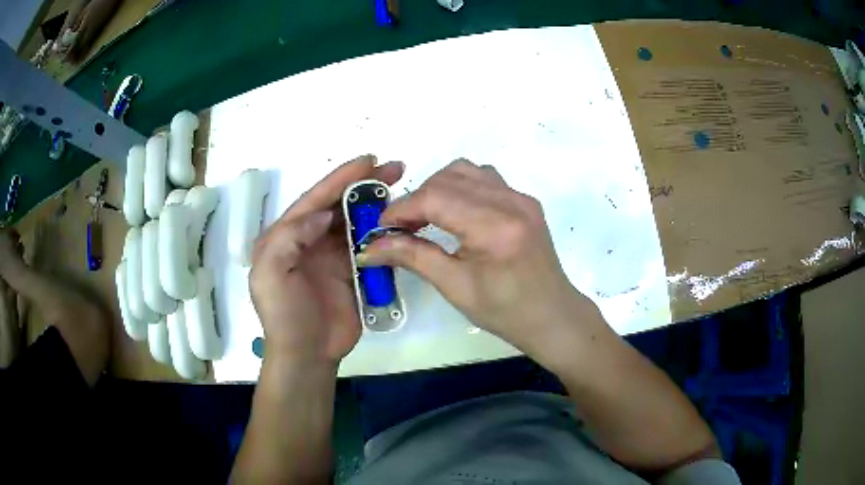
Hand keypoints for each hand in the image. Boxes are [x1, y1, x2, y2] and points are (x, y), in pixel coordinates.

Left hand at [249, 156, 403, 367]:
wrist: (307, 353)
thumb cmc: (284, 315)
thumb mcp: (270, 273)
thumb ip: (289, 237)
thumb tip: (324, 216)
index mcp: (285, 236)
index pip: (315, 200)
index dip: (340, 179)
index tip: (369, 161)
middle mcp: (308, 240)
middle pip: (338, 205)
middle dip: (364, 185)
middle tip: (394, 168)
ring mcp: (331, 256)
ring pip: (355, 222)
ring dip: (376, 205)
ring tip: (400, 188)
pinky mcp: (351, 272)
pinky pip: (368, 245)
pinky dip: (382, 232)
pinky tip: (399, 221)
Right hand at [358, 159, 598, 355]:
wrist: (552, 315)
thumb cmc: (504, 312)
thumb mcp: (455, 287)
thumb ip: (413, 257)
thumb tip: (369, 247)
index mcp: (495, 228)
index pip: (435, 198)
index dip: (402, 209)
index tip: (381, 228)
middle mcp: (511, 202)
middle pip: (448, 178)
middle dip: (417, 198)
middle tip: (401, 227)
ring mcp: (521, 197)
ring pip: (466, 171)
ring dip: (438, 188)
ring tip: (426, 217)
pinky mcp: (525, 200)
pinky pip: (485, 178)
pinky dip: (461, 187)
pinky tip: (456, 213)